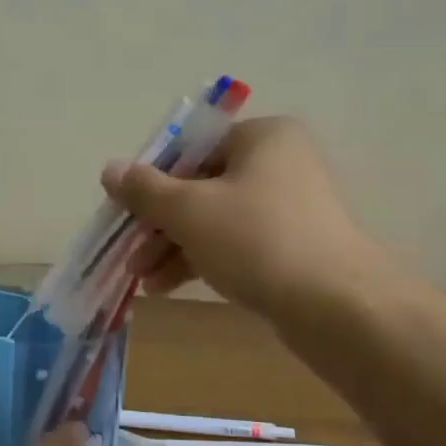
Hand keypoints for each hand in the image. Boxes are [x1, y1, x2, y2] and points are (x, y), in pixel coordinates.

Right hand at [101, 116, 386, 317]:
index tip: (126, 211)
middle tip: (131, 253)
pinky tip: (169, 286)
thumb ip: (145, 189)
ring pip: (215, 219)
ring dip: (174, 246)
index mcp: (262, 137)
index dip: (152, 180)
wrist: (336, 307)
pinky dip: (202, 260)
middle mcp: (279, 163)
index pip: (191, 149)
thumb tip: (110, 169)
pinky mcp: (293, 246)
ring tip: (143, 279)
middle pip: (200, 186)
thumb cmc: (256, 239)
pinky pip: (236, 244)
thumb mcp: (189, 210)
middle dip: (160, 223)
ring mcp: (289, 207)